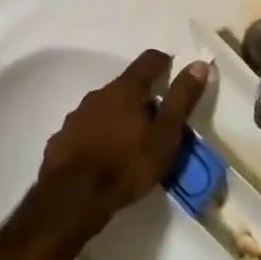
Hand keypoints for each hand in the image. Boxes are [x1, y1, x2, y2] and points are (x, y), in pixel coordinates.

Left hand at [35, 50, 210, 241]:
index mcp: (126, 88)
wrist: (71, 200)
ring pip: (105, 108)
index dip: (166, 63)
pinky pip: (86, 130)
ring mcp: (77, 115)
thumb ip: (181, 99)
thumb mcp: (164, 135)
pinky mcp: (61, 139)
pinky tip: (103, 159)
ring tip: (130, 144)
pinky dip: (98, 137)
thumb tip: (199, 64)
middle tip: (157, 122)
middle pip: (126, 85)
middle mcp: (99, 93)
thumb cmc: (125, 165)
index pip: (150, 60)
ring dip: (119, 118)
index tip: (176, 77)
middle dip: (143, 98)